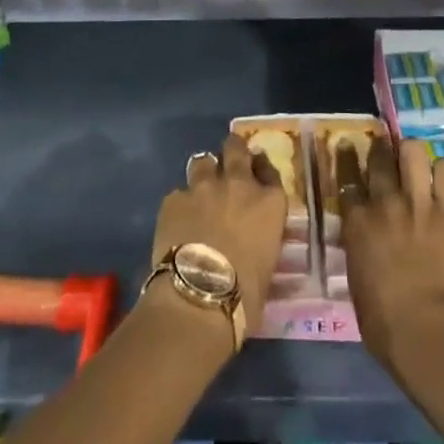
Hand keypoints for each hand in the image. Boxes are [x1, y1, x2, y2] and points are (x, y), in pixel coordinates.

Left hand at [150, 133, 286, 328]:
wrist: (198, 295)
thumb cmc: (245, 294)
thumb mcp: (267, 266)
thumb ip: (261, 240)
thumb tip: (253, 244)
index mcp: (269, 202)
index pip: (269, 170)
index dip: (261, 169)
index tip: (256, 173)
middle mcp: (238, 184)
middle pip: (236, 149)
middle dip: (232, 151)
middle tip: (228, 163)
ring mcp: (204, 187)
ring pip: (203, 161)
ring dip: (204, 173)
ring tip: (201, 190)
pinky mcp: (174, 198)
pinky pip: (179, 193)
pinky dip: (181, 205)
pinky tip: (177, 223)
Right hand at [339, 137, 443, 365]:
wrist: (426, 330)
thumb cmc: (384, 320)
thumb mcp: (357, 276)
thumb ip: (360, 245)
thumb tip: (366, 236)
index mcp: (357, 221)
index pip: (347, 177)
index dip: (347, 160)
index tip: (348, 148)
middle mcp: (384, 201)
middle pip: (379, 157)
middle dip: (381, 150)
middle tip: (386, 152)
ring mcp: (418, 201)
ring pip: (412, 151)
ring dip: (412, 155)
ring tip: (416, 164)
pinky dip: (442, 172)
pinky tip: (442, 182)